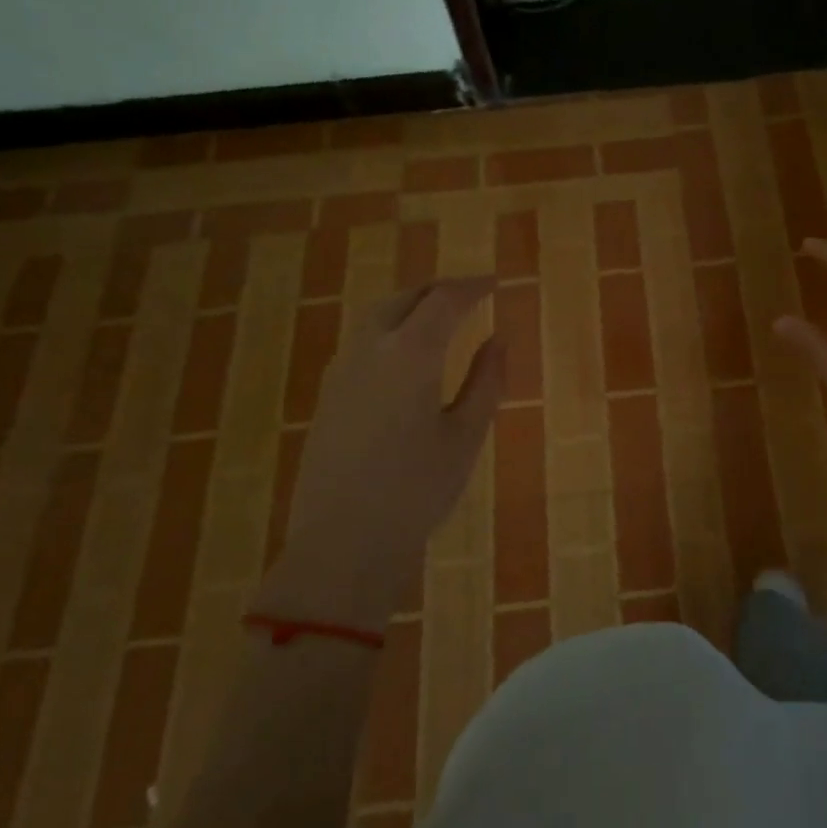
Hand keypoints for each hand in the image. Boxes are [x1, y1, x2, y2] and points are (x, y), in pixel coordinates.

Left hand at [254, 277, 503, 629]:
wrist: (341, 543)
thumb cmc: (416, 491)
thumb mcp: (465, 436)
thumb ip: (486, 381)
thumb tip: (498, 339)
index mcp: (410, 354)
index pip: (444, 300)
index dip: (472, 287)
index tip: (495, 283)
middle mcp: (370, 350)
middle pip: (404, 298)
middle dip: (438, 290)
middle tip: (469, 294)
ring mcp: (342, 371)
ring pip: (376, 316)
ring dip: (410, 306)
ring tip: (439, 317)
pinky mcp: (328, 395)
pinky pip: (361, 341)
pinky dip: (389, 329)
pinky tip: (405, 354)